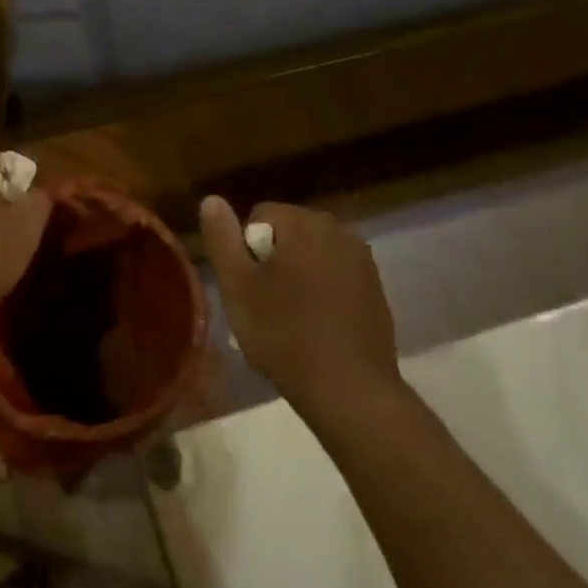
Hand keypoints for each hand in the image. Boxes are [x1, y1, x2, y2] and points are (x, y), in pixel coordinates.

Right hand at [199, 197, 399, 412]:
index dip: (244, 251)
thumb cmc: (283, 333)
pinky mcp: (376, 289)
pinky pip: (335, 278)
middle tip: (262, 305)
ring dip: (296, 278)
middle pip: (288, 234)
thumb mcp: (236, 285)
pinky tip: (314, 328)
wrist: (349, 388)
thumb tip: (212, 199)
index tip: (246, 287)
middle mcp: (339, 230)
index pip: (260, 216)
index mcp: (305, 223)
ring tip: (287, 319)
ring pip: (311, 257)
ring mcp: (363, 260)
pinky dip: (321, 294)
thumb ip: (222, 237)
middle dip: (271, 262)